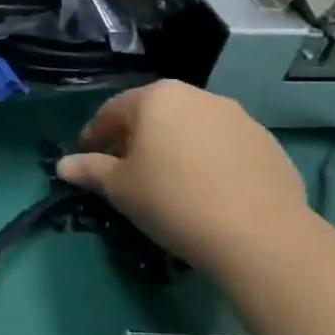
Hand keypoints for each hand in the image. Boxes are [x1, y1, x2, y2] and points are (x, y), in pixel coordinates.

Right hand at [57, 81, 309, 272]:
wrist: (261, 236)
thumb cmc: (172, 200)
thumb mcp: (119, 188)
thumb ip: (90, 170)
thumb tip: (64, 165)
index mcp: (156, 97)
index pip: (112, 111)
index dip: (94, 136)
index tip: (86, 159)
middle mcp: (199, 97)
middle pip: (155, 115)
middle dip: (137, 139)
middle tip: (126, 170)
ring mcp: (240, 119)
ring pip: (193, 130)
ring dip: (176, 149)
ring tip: (170, 183)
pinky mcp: (270, 147)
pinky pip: (226, 150)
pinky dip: (210, 164)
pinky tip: (208, 194)